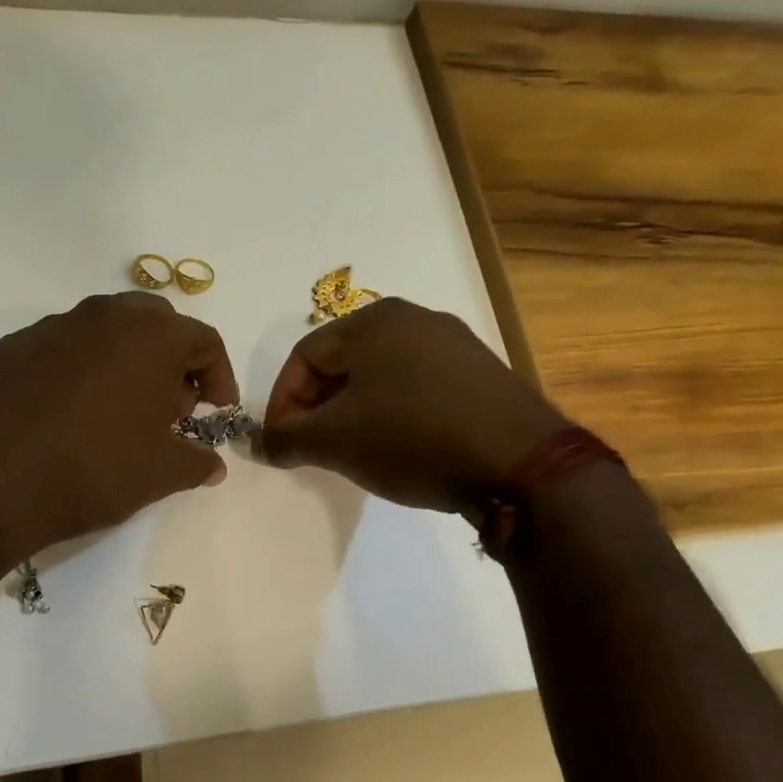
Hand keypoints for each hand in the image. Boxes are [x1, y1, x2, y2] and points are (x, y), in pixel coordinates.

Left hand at [0, 293, 238, 553]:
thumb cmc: (95, 469)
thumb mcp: (163, 474)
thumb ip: (198, 462)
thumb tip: (212, 464)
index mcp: (152, 335)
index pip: (204, 340)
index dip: (219, 376)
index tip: (215, 410)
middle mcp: (104, 315)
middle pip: (155, 324)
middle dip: (172, 361)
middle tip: (170, 407)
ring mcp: (53, 326)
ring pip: (106, 331)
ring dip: (125, 362)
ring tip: (120, 411)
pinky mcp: (13, 346)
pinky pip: (63, 349)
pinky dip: (80, 371)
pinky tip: (70, 413)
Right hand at [260, 298, 567, 512]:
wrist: (520, 462)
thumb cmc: (413, 438)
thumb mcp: (335, 441)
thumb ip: (287, 439)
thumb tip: (262, 444)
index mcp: (373, 321)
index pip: (304, 356)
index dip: (282, 402)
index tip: (279, 443)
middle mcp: (413, 318)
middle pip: (342, 363)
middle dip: (317, 408)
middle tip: (311, 448)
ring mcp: (452, 343)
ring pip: (380, 376)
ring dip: (353, 413)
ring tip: (352, 451)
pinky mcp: (480, 372)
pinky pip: (416, 387)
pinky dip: (393, 413)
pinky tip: (399, 446)